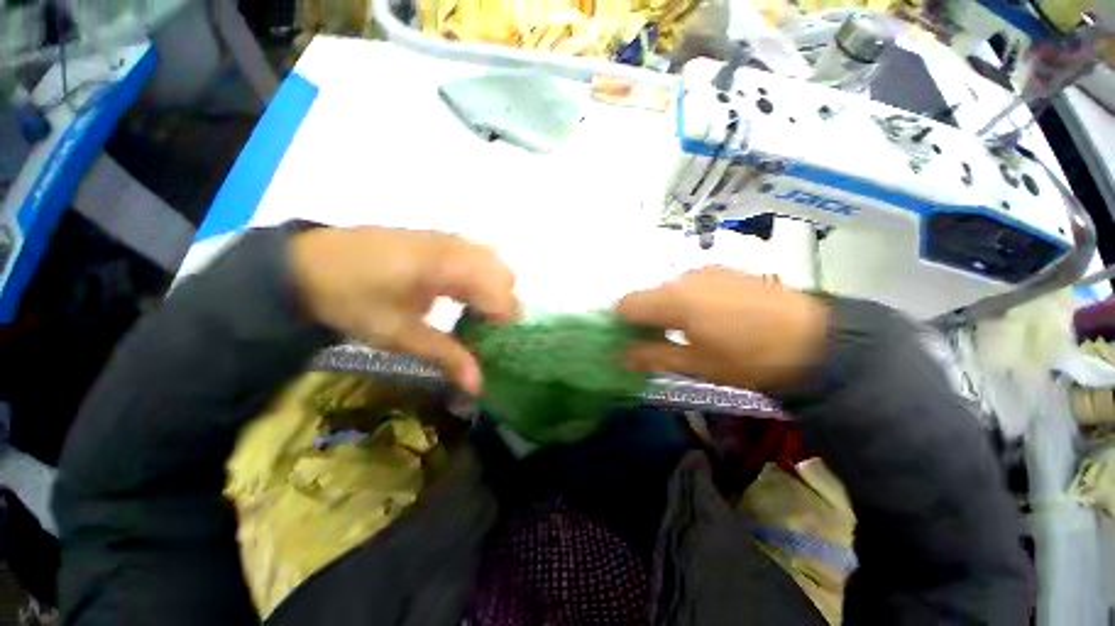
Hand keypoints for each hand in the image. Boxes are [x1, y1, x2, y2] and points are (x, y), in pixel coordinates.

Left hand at [290, 227, 518, 394]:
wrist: (305, 266)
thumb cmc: (352, 300)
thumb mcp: (399, 335)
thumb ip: (446, 356)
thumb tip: (479, 387)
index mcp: (447, 266)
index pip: (501, 291)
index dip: (506, 321)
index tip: (494, 345)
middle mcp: (456, 247)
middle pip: (505, 275)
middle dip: (502, 305)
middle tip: (483, 330)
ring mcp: (448, 239)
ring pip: (494, 264)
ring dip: (492, 291)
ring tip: (472, 314)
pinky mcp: (438, 240)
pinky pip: (477, 258)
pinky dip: (480, 279)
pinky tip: (458, 296)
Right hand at [616, 267, 829, 391]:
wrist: (816, 341)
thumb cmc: (749, 359)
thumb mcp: (696, 364)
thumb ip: (653, 356)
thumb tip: (621, 355)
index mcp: (673, 300)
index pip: (627, 304)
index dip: (621, 322)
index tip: (628, 341)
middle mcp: (685, 278)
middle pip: (647, 295)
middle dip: (644, 318)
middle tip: (655, 342)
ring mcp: (707, 272)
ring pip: (669, 289)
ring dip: (666, 309)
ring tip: (686, 332)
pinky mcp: (726, 271)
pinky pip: (691, 285)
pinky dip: (686, 300)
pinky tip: (709, 318)